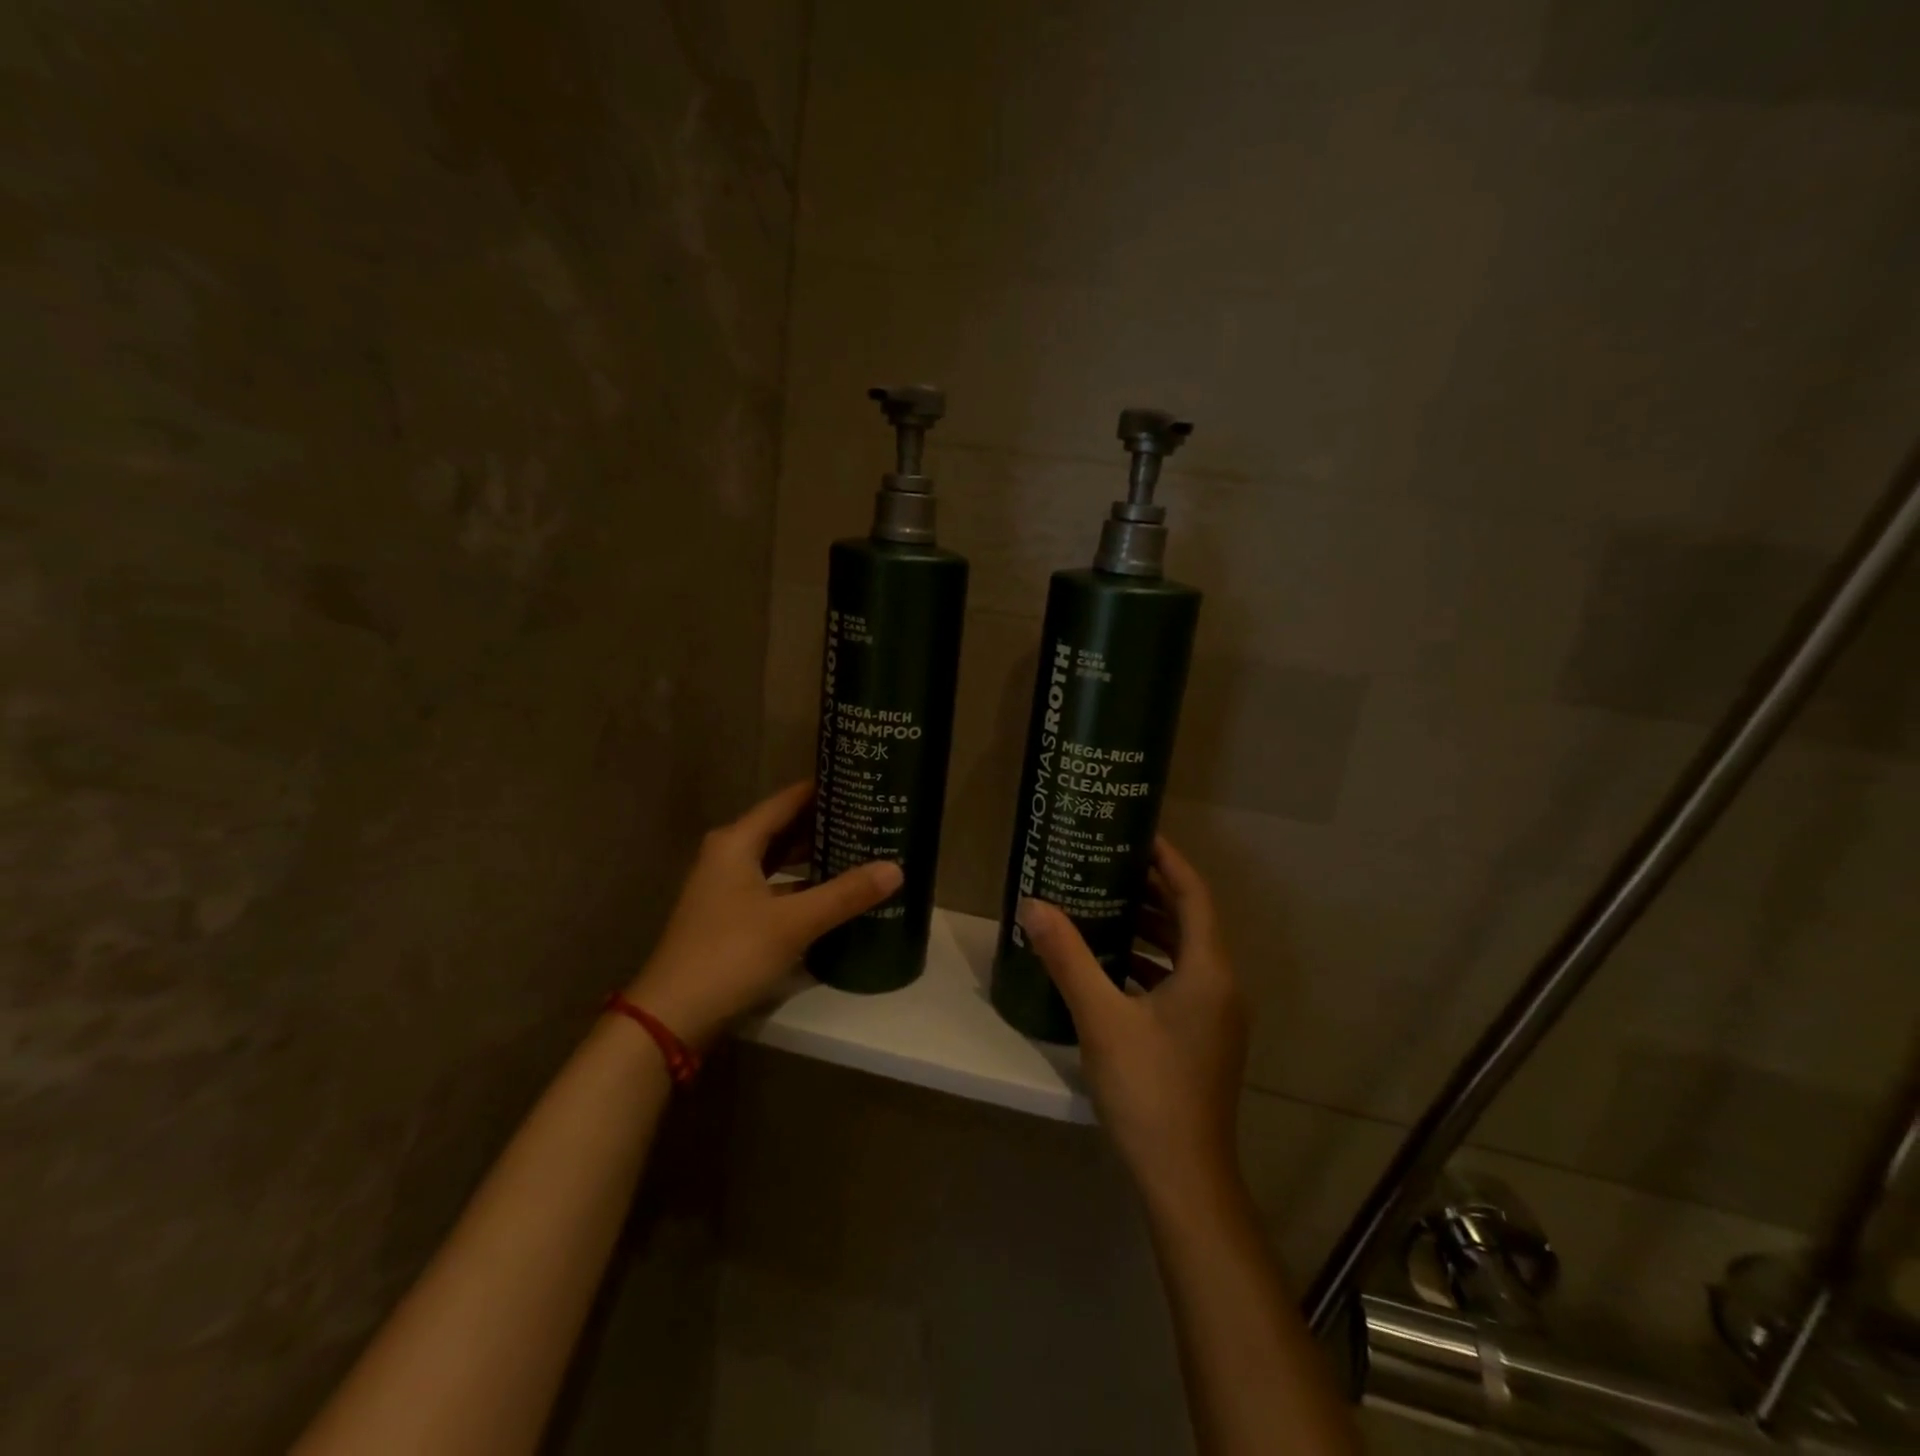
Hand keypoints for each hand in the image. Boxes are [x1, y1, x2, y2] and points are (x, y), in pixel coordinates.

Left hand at [626, 781, 902, 1048]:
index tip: (860, 782)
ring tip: (859, 850)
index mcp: (736, 842)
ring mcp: (726, 888)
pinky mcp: (729, 917)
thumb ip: (845, 894)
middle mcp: (728, 856)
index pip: (786, 801)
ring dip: (812, 857)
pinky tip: (831, 894)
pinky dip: (800, 886)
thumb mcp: (793, 922)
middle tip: (869, 817)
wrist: (673, 1015)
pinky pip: (773, 887)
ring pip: (777, 860)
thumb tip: (896, 868)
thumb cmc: (730, 954)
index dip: (821, 790)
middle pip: (783, 828)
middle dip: (823, 824)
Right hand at [1018, 837, 1248, 1205]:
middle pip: (1189, 919)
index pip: (1194, 894)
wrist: (1184, 1178)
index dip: (1168, 859)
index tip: (1135, 833)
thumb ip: (1067, 957)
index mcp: (1208, 970)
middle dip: (1151, 889)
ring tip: (1103, 904)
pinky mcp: (1202, 1038)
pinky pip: (1178, 980)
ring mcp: (1215, 1015)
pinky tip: (1110, 965)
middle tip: (1107, 864)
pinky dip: (1148, 962)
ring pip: (1183, 952)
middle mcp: (1221, 985)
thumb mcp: (1101, 1018)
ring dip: (1148, 926)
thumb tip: (1033, 905)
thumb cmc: (1149, 1089)